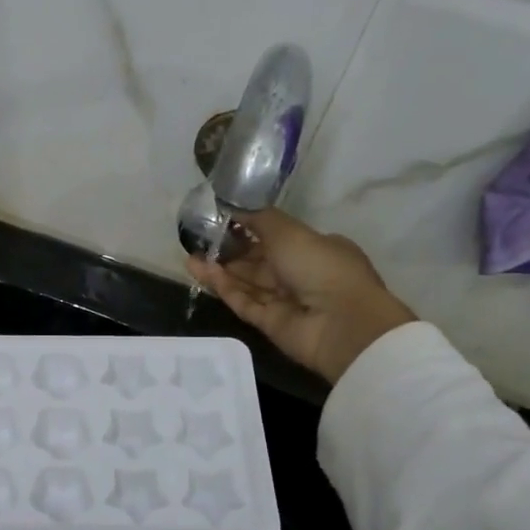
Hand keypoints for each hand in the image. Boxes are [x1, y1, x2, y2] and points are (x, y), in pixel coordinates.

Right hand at [186, 209, 416, 383]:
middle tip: (197, 241)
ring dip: (220, 270)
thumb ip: (258, 218)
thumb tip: (233, 205)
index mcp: (314, 248)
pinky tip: (202, 273)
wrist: (340, 323)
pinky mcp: (270, 323)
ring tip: (190, 257)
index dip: (247, 229)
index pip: (275, 237)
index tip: (220, 222)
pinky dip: (225, 288)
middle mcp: (300, 274)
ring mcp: (286, 301)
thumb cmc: (320, 266)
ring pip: (247, 282)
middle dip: (229, 251)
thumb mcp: (289, 231)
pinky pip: (245, 302)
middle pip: (258, 261)